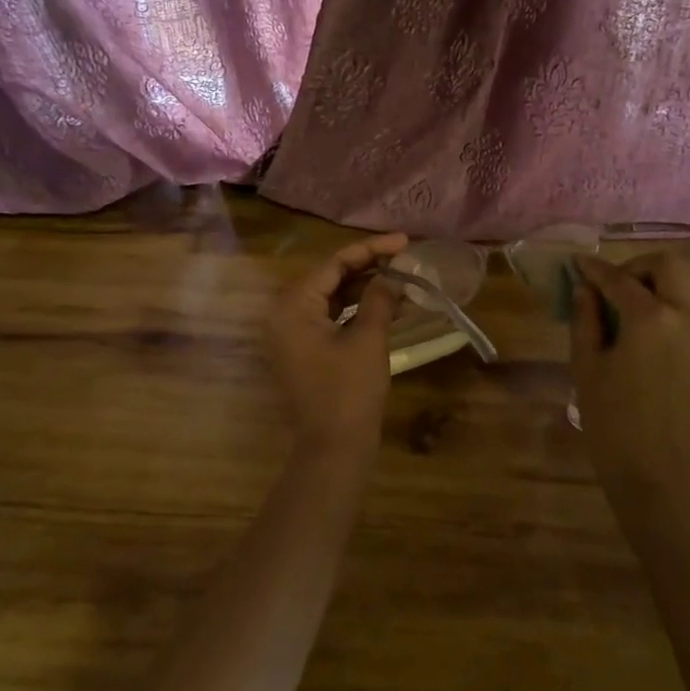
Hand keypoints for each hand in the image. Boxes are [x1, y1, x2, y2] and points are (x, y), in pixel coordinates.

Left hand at [266, 233, 407, 457]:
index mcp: (293, 306)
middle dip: (368, 268)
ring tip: (402, 280)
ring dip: (365, 289)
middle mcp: (285, 314)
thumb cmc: (349, 391)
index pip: (333, 264)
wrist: (333, 449)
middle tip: (404, 259)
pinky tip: (388, 306)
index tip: (403, 241)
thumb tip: (393, 274)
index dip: (371, 249)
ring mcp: (293, 335)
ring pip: (332, 298)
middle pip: (330, 278)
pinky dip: (357, 311)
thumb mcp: (368, 339)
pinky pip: (331, 319)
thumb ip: (379, 298)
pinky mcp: (305, 351)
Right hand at [570, 251, 689, 527]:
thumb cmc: (612, 421)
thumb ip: (585, 318)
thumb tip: (585, 289)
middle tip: (609, 287)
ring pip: (684, 287)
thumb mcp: (586, 365)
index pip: (619, 278)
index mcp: (651, 318)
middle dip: (636, 267)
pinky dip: (667, 309)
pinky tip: (642, 335)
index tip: (577, 265)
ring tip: (623, 312)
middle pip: (668, 266)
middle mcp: (687, 318)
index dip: (594, 269)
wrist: (659, 474)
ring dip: (654, 286)